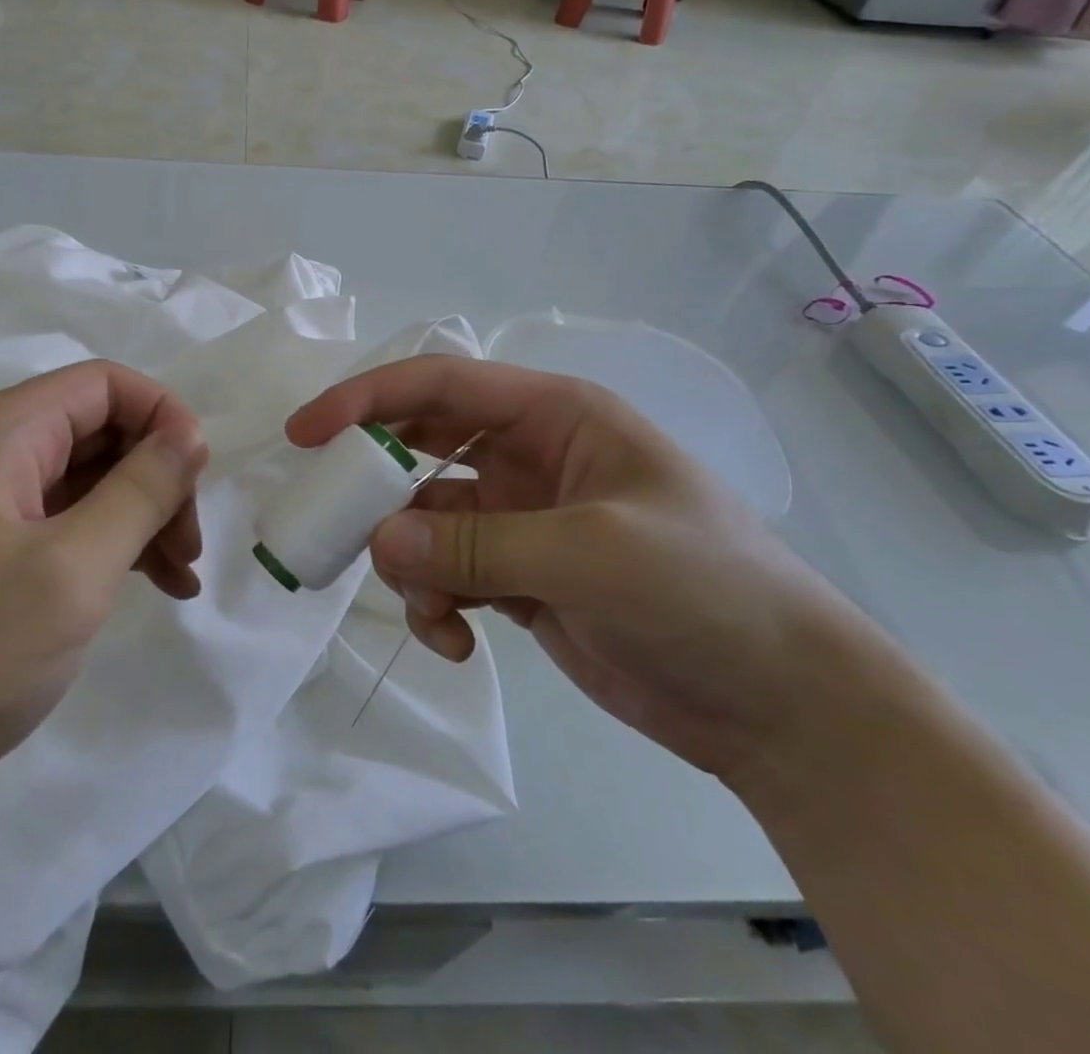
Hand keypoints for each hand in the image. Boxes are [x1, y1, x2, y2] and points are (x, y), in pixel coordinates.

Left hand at [0, 360, 207, 814]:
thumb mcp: (73, 569)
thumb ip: (140, 492)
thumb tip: (190, 434)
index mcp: (4, 432)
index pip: (106, 384)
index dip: (163, 416)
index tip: (198, 477)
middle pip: (100, 431)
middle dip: (157, 476)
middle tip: (190, 543)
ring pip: (88, 481)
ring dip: (142, 517)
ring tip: (182, 575)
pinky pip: (65, 524)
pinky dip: (112, 546)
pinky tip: (150, 586)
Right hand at [287, 358, 880, 782]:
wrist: (783, 705)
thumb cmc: (704, 591)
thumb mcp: (590, 555)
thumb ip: (475, 545)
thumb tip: (379, 540)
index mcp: (555, 416)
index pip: (441, 385)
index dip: (367, 399)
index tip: (306, 433)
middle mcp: (529, 456)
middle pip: (420, 447)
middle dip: (374, 483)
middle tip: (329, 521)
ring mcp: (519, 519)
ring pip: (424, 519)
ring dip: (408, 560)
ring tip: (428, 609)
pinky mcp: (516, 576)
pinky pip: (445, 574)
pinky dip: (435, 605)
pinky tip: (456, 643)